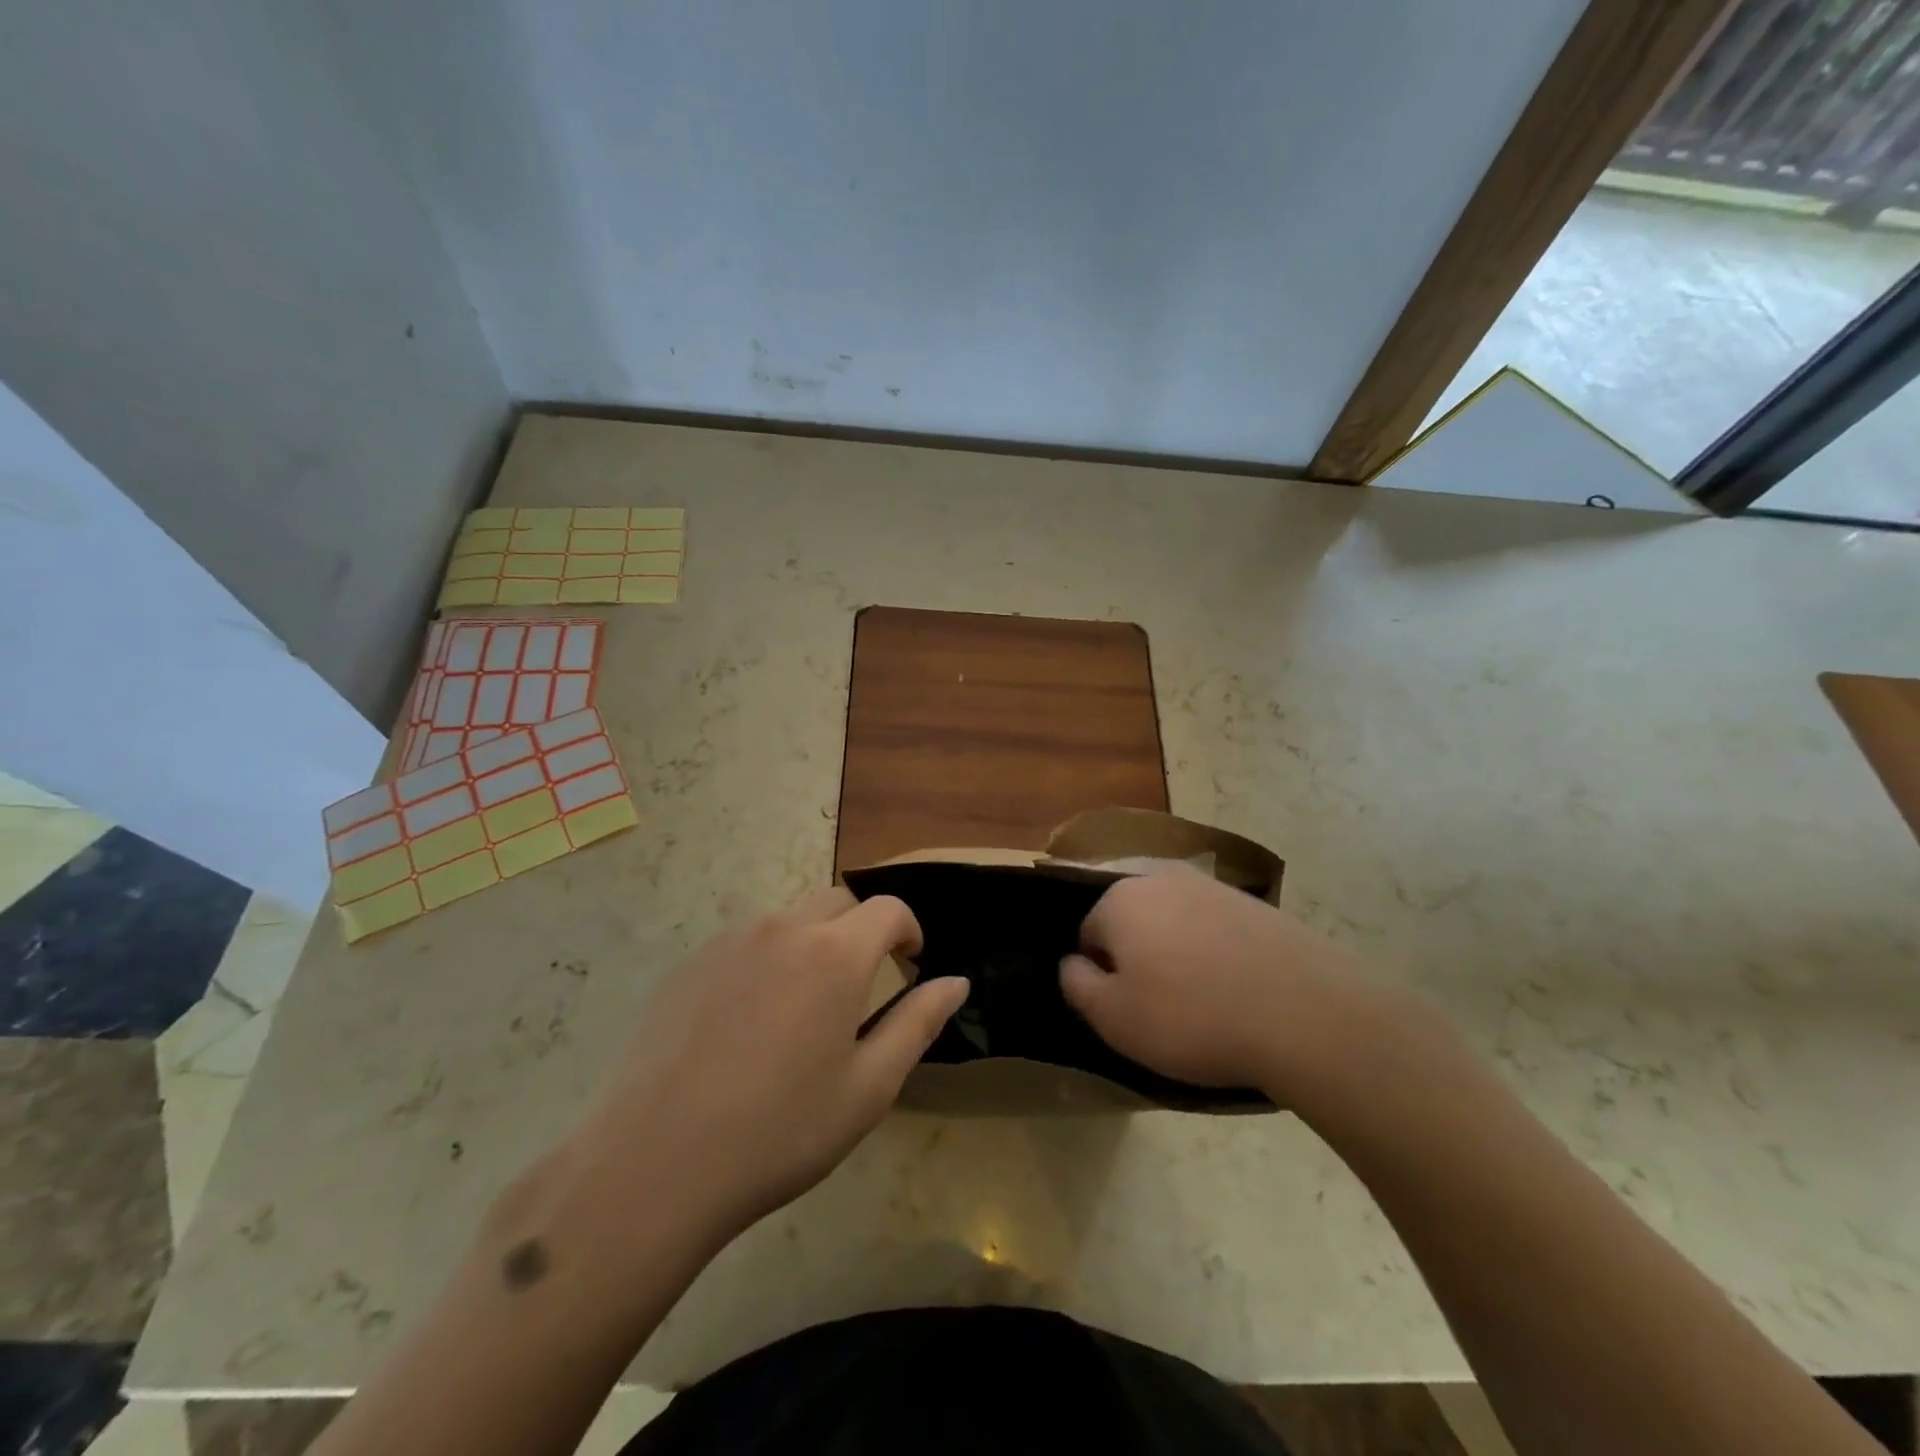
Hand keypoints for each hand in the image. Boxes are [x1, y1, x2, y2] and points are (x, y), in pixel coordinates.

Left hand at [578, 888, 967, 1237]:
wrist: (656, 1163)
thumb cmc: (780, 1130)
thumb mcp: (869, 1087)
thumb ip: (919, 1023)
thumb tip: (957, 981)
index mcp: (835, 953)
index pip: (889, 909)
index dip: (909, 930)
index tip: (912, 962)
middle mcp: (784, 928)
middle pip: (839, 901)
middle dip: (863, 928)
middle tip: (863, 982)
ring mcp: (730, 941)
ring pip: (790, 917)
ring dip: (814, 940)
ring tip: (806, 1003)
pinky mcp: (691, 962)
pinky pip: (746, 940)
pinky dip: (768, 957)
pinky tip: (751, 1018)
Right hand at [1060, 869, 1367, 1095]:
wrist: (1304, 1013)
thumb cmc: (1192, 1017)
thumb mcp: (1114, 1018)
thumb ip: (1076, 984)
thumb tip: (1072, 962)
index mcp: (1119, 899)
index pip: (1088, 933)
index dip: (1100, 974)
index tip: (1127, 1008)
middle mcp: (1160, 878)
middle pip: (1130, 918)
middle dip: (1136, 954)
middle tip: (1159, 1003)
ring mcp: (1211, 885)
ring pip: (1172, 919)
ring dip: (1174, 950)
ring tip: (1199, 998)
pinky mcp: (1253, 902)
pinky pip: (1213, 926)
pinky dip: (1213, 950)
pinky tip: (1234, 986)